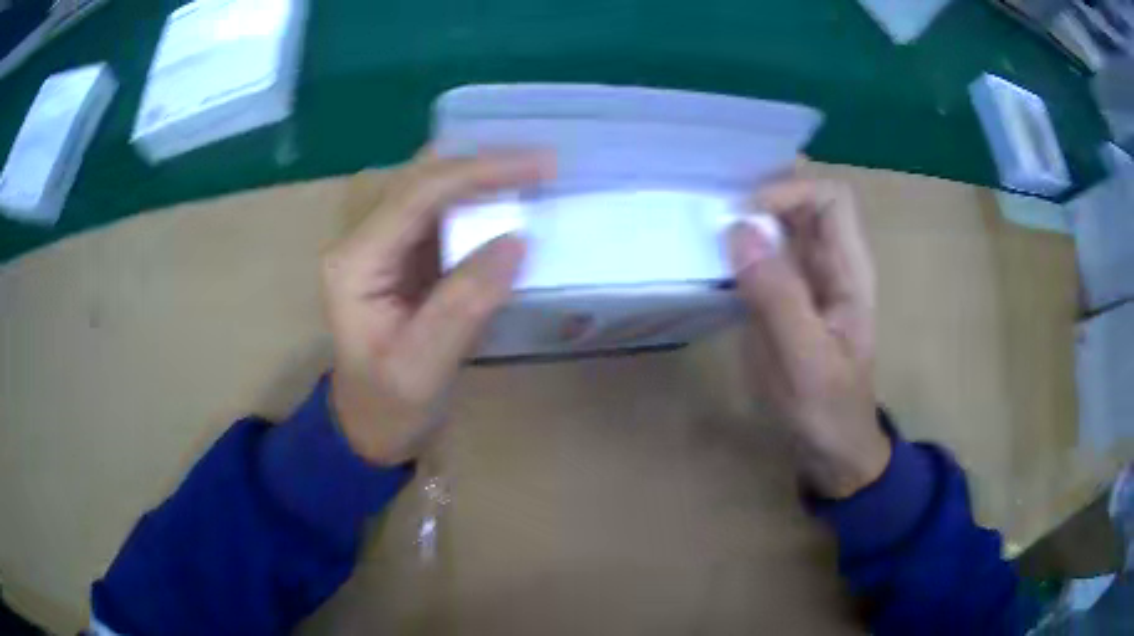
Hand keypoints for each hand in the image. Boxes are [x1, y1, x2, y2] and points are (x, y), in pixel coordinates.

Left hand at [322, 150, 551, 465]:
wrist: (371, 427)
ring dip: (482, 175)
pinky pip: (443, 211)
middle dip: (483, 162)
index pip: (417, 195)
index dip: (480, 172)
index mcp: (356, 263)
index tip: (542, 167)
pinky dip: (481, 200)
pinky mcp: (404, 256)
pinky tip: (512, 200)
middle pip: (422, 177)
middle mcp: (363, 241)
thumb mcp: (423, 369)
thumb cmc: (389, 407)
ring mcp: (383, 245)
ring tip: (535, 174)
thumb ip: (464, 306)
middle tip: (544, 164)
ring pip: (432, 186)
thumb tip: (515, 241)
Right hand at [727, 178, 890, 498]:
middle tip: (718, 223)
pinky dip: (740, 250)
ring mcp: (809, 280)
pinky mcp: (787, 298)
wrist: (832, 450)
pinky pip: (765, 256)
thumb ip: (778, 298)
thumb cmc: (829, 412)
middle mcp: (832, 265)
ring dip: (748, 223)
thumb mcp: (806, 362)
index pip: (830, 198)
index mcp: (850, 271)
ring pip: (782, 226)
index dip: (790, 193)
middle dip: (762, 201)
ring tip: (709, 237)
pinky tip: (716, 266)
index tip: (746, 219)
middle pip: (803, 203)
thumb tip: (739, 231)